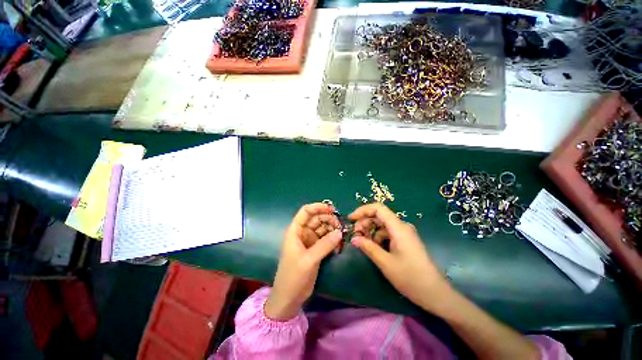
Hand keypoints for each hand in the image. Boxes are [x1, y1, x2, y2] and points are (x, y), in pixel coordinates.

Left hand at [265, 203, 341, 320]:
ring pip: (323, 228)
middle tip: (340, 226)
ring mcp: (310, 241)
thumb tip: (340, 232)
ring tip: (341, 236)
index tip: (332, 209)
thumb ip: (324, 245)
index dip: (318, 207)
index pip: (306, 211)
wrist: (290, 298)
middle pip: (317, 219)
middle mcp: (303, 233)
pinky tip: (339, 246)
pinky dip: (333, 240)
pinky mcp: (316, 250)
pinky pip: (326, 239)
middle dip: (329, 219)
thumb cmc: (293, 276)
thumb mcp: (308, 260)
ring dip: (333, 230)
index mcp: (296, 231)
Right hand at [349, 203, 450, 310]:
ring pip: (383, 225)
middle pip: (379, 216)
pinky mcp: (405, 241)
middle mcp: (402, 226)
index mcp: (399, 228)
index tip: (351, 219)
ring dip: (371, 230)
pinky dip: (378, 237)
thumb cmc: (411, 278)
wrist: (435, 293)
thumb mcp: (385, 263)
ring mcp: (404, 233)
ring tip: (363, 242)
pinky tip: (374, 247)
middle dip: (365, 222)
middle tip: (355, 234)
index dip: (363, 210)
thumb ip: (368, 247)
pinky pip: (388, 233)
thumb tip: (354, 239)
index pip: (378, 208)